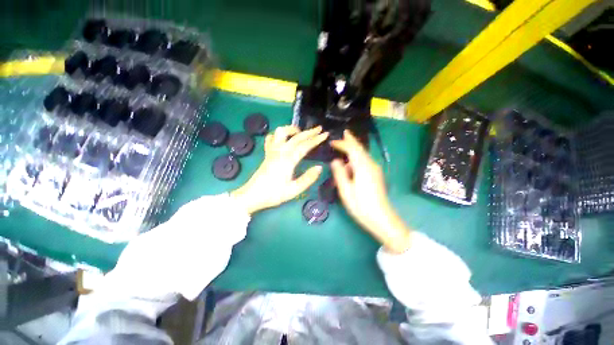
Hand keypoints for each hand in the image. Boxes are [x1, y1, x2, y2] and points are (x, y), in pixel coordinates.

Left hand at [231, 125, 327, 214]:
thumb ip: (308, 178)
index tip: (325, 134)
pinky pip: (271, 139)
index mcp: (288, 160)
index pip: (305, 146)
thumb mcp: (294, 190)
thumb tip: (319, 167)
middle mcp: (280, 151)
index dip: (316, 139)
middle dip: (309, 132)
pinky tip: (283, 138)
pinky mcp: (267, 154)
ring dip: (292, 129)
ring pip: (281, 133)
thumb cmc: (273, 194)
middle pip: (296, 137)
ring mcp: (272, 151)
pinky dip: (278, 135)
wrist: (252, 196)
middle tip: (319, 129)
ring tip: (300, 132)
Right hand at [330, 130, 411, 253]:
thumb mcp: (346, 191)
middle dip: (351, 140)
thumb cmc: (361, 206)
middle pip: (360, 148)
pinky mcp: (376, 175)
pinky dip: (357, 156)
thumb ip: (340, 174)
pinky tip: (351, 160)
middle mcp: (371, 165)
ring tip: (345, 144)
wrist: (382, 218)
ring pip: (363, 154)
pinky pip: (365, 160)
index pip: (352, 149)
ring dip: (354, 148)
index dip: (342, 144)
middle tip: (344, 132)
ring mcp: (375, 170)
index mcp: (362, 167)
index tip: (332, 142)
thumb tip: (335, 161)